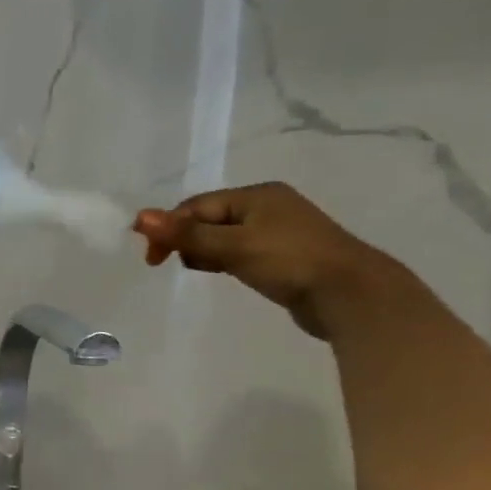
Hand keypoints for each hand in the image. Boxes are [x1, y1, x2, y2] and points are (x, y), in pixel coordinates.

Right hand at [133, 182, 397, 338]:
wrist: (350, 294)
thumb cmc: (289, 262)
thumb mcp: (232, 246)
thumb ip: (187, 234)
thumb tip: (141, 217)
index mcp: (257, 195)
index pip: (197, 206)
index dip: (169, 228)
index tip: (153, 259)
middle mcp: (268, 205)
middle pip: (209, 218)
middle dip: (186, 239)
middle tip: (172, 265)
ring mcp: (278, 230)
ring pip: (223, 236)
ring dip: (204, 251)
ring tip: (202, 270)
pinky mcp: (283, 254)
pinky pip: (239, 250)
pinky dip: (224, 259)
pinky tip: (225, 273)